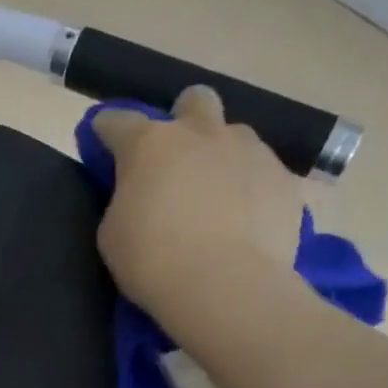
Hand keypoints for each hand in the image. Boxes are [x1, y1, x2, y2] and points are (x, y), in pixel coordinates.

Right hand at [88, 86, 306, 341]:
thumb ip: (124, 200)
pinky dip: (250, 190)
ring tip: (216, 199)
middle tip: (177, 160)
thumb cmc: (153, 261)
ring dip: (221, 156)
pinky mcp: (284, 179)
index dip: (106, 131)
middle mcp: (202, 133)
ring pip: (234, 136)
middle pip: (194, 101)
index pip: (118, 121)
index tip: (103, 144)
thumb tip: (139, 193)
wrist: (225, 286)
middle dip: (183, 120)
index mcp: (150, 144)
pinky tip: (244, 223)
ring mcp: (250, 151)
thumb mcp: (113, 234)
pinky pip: (263, 173)